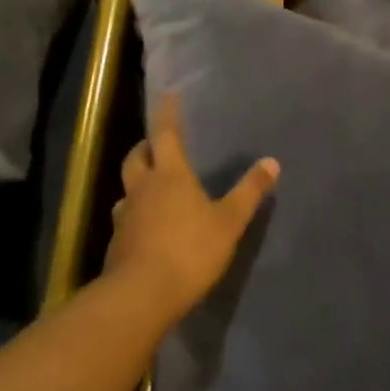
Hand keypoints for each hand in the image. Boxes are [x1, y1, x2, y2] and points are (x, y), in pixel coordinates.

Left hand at [105, 93, 279, 321]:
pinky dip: (135, 215)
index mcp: (170, 175)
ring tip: (150, 188)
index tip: (169, 94)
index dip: (168, 113)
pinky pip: (125, 219)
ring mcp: (124, 217)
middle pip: (136, 157)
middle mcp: (142, 189)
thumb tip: (272, 162)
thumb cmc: (189, 250)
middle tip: (156, 145)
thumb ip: (249, 192)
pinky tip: (146, 228)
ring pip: (127, 189)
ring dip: (137, 183)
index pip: (166, 134)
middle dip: (146, 147)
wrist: (141, 295)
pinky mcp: (116, 244)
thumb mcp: (229, 221)